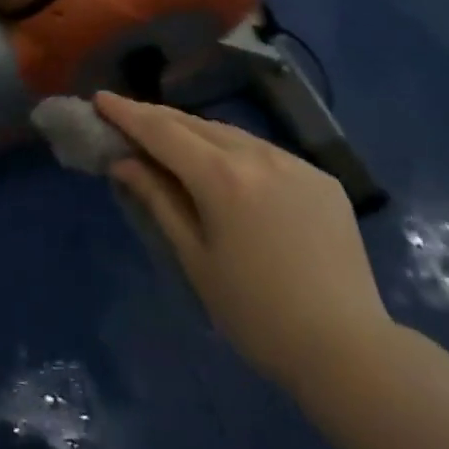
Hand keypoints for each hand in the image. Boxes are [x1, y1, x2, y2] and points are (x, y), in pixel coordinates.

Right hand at [96, 91, 391, 395]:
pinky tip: (227, 170)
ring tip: (171, 141)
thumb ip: (158, 200)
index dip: (127, 113)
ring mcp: (294, 162)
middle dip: (157, 118)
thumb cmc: (256, 315)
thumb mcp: (196, 258)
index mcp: (222, 177)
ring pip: (231, 133)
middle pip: (195, 124)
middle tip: (127, 117)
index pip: (162, 131)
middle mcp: (258, 155)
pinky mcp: (320, 178)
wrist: (349, 351)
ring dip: (195, 132)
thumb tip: (124, 162)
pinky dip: (235, 151)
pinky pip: (265, 152)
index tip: (100, 98)